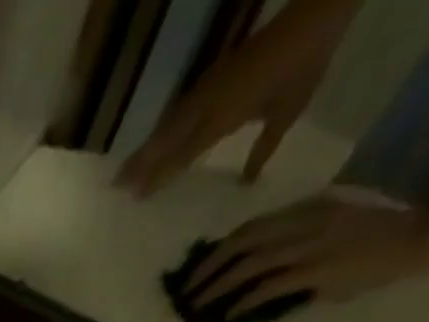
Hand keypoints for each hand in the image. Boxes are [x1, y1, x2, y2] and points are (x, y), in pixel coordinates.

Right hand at [118, 0, 355, 196]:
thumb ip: (263, 148)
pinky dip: (162, 130)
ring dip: (146, 148)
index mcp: (222, 117)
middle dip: (140, 164)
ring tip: (126, 169)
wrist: (313, 15)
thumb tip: (246, 181)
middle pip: (165, 140)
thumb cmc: (303, 66)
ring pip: (167, 125)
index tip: (137, 197)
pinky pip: (178, 110)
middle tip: (115, 186)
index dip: (158, 177)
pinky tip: (155, 141)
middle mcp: (206, 105)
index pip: (181, 155)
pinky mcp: (210, 78)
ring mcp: (206, 88)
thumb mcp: (288, 112)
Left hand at [183, 196, 428, 317]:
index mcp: (306, 210)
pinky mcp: (315, 272)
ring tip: (197, 306)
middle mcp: (304, 223)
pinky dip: (244, 301)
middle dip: (208, 267)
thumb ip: (294, 241)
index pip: (252, 227)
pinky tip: (229, 314)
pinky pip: (269, 287)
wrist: (416, 237)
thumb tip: (257, 270)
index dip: (221, 248)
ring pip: (249, 265)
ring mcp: (309, 247)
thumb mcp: (330, 226)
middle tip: (186, 289)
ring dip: (218, 287)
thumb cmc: (373, 237)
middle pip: (242, 242)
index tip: (201, 267)